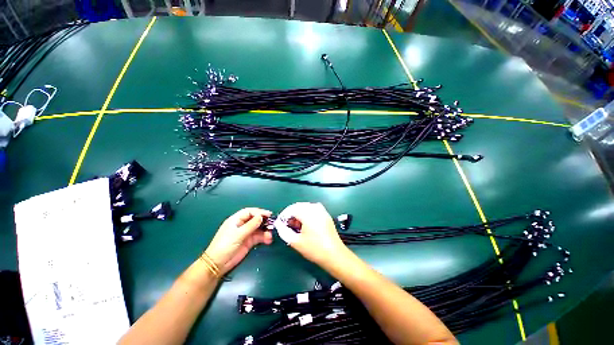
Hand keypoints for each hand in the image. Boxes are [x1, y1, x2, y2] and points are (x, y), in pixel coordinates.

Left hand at [205, 208, 272, 274]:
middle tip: (272, 223)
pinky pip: (259, 237)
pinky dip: (264, 237)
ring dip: (265, 230)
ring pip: (259, 228)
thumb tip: (261, 217)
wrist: (218, 264)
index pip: (249, 212)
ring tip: (270, 235)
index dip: (259, 212)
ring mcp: (246, 233)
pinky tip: (268, 240)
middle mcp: (242, 225)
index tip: (268, 215)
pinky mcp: (249, 241)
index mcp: (236, 220)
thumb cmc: (225, 246)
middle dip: (264, 221)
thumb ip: (251, 225)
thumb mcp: (238, 234)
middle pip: (255, 219)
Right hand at [285, 202, 347, 266]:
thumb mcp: (296, 242)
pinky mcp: (326, 214)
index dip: (284, 216)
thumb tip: (279, 225)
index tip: (280, 223)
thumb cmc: (315, 249)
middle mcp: (315, 208)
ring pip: (306, 207)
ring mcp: (322, 210)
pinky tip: (306, 224)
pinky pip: (313, 209)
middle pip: (299, 206)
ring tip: (297, 226)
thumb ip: (284, 232)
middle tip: (288, 225)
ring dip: (299, 214)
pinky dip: (307, 214)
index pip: (292, 209)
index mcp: (307, 213)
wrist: (334, 254)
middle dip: (291, 214)